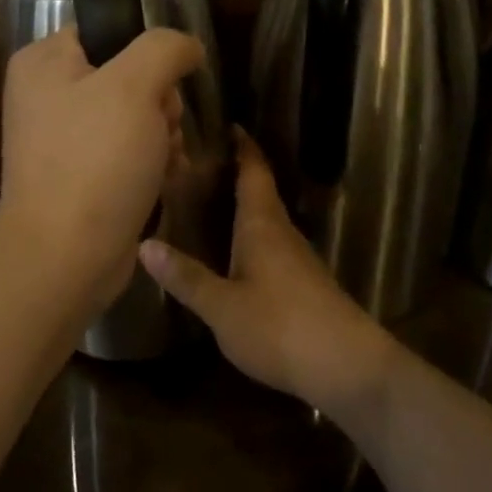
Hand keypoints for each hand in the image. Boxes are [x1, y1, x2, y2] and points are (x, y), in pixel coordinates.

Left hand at [0, 26, 204, 305]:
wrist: (65, 259)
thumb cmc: (95, 163)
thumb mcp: (134, 87)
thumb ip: (165, 49)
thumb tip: (187, 46)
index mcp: (43, 62)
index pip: (109, 30)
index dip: (146, 54)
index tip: (162, 85)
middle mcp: (47, 95)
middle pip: (128, 75)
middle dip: (159, 103)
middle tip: (160, 129)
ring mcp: (62, 138)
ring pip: (135, 115)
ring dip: (161, 135)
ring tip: (163, 160)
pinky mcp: (80, 174)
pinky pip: (127, 150)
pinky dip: (150, 162)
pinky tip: (162, 179)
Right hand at [140, 130, 393, 415]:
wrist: (347, 366)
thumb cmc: (279, 326)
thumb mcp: (222, 306)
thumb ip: (186, 277)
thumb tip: (144, 244)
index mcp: (262, 225)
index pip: (254, 172)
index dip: (244, 147)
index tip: (231, 125)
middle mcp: (283, 233)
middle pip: (262, 192)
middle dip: (239, 174)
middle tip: (204, 164)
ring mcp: (299, 259)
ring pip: (268, 220)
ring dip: (246, 206)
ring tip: (214, 202)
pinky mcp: (306, 284)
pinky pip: (274, 245)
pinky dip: (253, 236)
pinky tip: (238, 253)